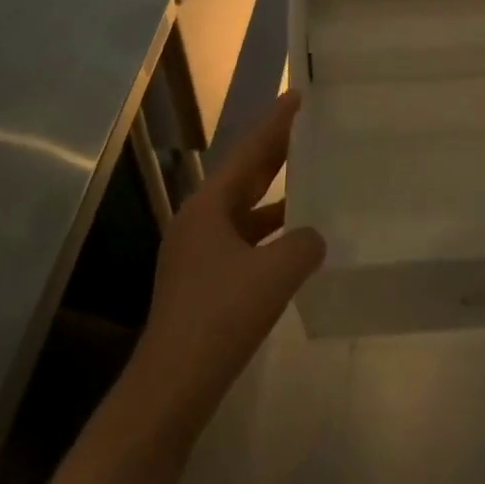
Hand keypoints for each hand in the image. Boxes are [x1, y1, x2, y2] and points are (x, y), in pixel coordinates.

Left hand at [128, 92, 325, 434]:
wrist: (170, 387)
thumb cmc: (219, 317)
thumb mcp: (274, 274)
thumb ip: (303, 244)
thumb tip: (314, 236)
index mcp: (208, 206)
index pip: (248, 152)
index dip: (275, 124)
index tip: (297, 96)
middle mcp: (199, 221)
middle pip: (244, 176)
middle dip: (275, 152)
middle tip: (308, 128)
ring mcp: (198, 253)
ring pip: (244, 210)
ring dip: (274, 195)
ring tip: (309, 178)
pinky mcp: (203, 281)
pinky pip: (244, 240)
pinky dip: (270, 233)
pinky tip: (295, 241)